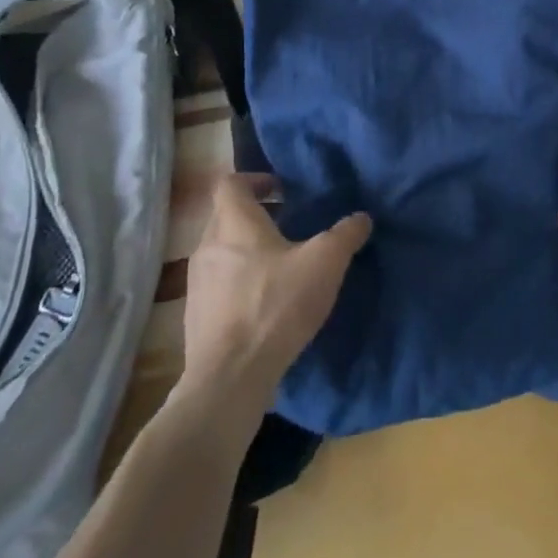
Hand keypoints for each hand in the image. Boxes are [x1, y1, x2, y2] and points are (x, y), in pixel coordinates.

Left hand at [178, 173, 370, 410]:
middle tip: (288, 225)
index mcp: (234, 224)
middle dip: (256, 216)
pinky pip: (217, 284)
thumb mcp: (325, 264)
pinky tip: (264, 303)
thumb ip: (345, 235)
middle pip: (225, 216)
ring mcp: (196, 283)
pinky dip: (237, 282)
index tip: (281, 190)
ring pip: (220, 251)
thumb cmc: (276, 306)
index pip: (230, 183)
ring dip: (246, 250)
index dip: (254, 180)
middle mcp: (207, 246)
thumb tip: (361, 218)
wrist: (230, 377)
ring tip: (279, 266)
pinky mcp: (195, 316)